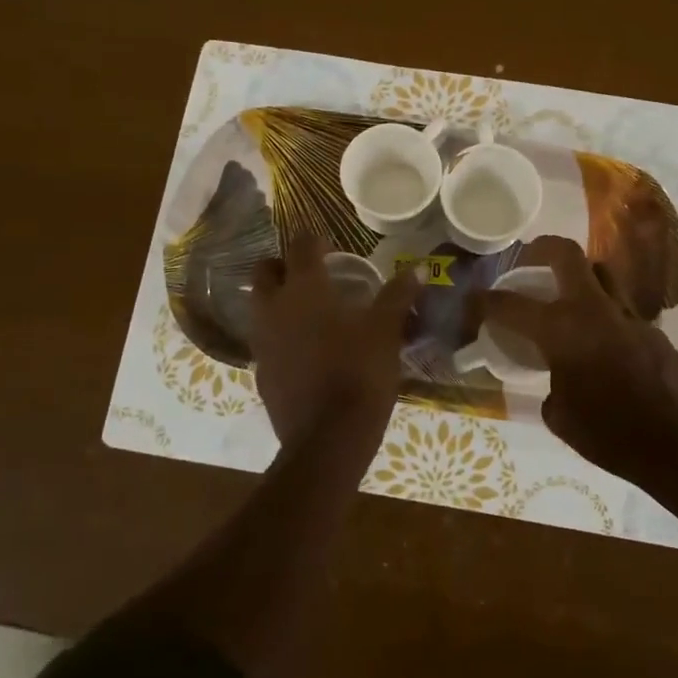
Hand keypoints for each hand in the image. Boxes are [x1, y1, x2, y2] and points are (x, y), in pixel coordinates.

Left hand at [250, 236, 421, 445]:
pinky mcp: (261, 372)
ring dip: (279, 301)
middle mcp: (274, 308)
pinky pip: (266, 341)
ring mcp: (262, 341)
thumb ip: (397, 296)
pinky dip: (281, 336)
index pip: (299, 246)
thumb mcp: (386, 331)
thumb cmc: (359, 372)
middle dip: (284, 266)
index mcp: (304, 289)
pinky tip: (307, 350)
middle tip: (313, 274)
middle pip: (265, 272)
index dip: (313, 239)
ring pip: (261, 307)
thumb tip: (416, 268)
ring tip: (311, 312)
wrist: (328, 438)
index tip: (329, 245)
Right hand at [480, 237, 677, 487]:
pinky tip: (602, 340)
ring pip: (601, 273)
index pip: (509, 304)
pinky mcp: (651, 329)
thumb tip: (554, 384)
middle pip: (566, 255)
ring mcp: (626, 315)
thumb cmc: (606, 431)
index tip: (473, 301)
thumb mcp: (559, 416)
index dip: (484, 301)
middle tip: (531, 260)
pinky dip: (605, 314)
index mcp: (559, 329)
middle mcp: (591, 309)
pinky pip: (621, 308)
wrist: (674, 441)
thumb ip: (550, 387)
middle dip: (542, 249)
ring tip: (569, 295)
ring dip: (581, 276)